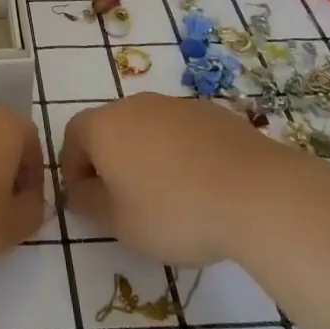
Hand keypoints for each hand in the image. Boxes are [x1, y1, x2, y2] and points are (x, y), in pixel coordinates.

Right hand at [61, 94, 299, 264]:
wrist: (256, 193)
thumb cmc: (174, 211)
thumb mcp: (118, 223)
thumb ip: (88, 204)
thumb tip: (81, 190)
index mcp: (105, 125)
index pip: (73, 136)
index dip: (73, 169)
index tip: (87, 202)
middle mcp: (137, 105)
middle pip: (111, 128)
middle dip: (110, 162)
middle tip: (124, 203)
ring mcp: (178, 105)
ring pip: (148, 129)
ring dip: (147, 157)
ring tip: (167, 198)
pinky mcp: (214, 113)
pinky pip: (183, 133)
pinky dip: (181, 155)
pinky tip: (201, 187)